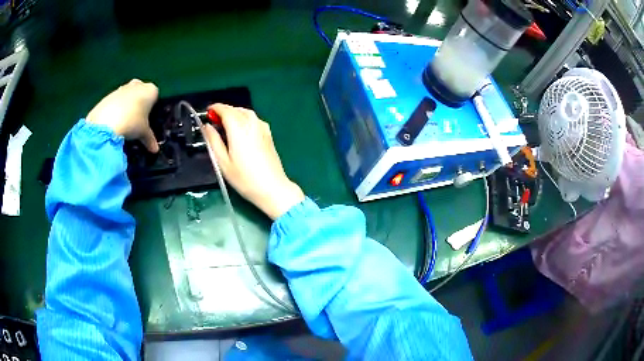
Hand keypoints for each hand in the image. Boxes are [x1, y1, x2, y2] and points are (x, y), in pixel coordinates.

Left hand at [87, 79, 158, 152]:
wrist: (106, 122)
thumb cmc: (132, 123)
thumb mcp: (143, 133)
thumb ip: (150, 139)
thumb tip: (155, 150)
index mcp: (150, 90)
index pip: (155, 95)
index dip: (151, 106)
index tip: (147, 118)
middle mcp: (137, 85)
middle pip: (140, 90)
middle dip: (138, 101)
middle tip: (136, 118)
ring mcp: (121, 88)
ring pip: (126, 94)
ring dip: (125, 104)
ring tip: (122, 122)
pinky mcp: (108, 95)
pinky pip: (114, 101)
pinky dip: (114, 108)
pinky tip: (112, 122)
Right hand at [202, 104, 304, 219]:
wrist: (272, 187)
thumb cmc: (244, 178)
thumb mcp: (223, 162)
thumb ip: (213, 141)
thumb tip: (207, 126)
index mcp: (239, 128)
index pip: (225, 110)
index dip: (215, 108)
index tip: (207, 112)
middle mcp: (252, 123)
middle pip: (236, 109)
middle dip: (224, 110)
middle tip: (213, 119)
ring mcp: (262, 127)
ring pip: (246, 112)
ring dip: (234, 113)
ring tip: (224, 124)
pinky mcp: (268, 134)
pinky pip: (254, 119)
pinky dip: (244, 118)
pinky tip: (240, 129)